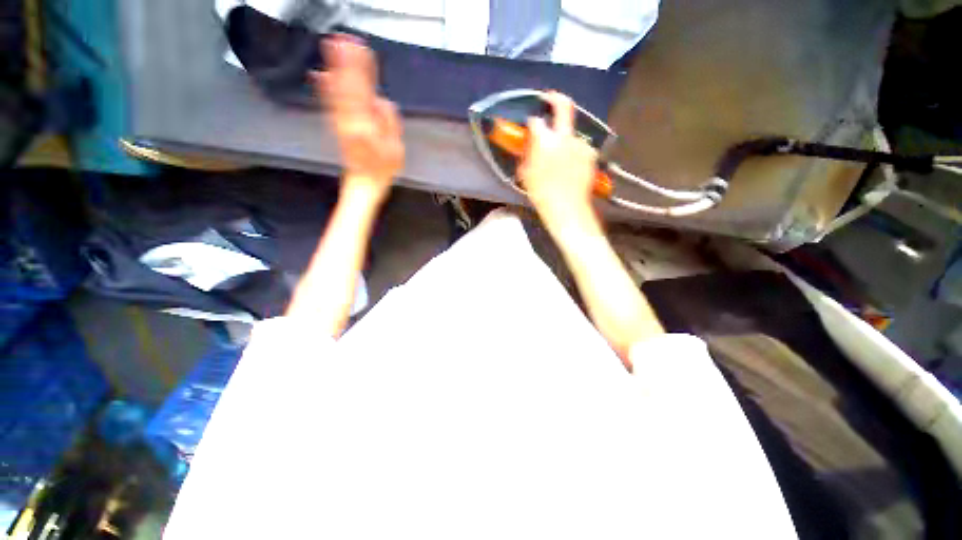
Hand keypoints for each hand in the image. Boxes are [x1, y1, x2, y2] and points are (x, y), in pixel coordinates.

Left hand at [313, 36, 403, 202]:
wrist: (364, 184)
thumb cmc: (383, 170)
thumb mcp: (396, 150)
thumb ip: (390, 123)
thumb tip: (381, 100)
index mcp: (366, 126)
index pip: (364, 91)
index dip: (362, 69)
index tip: (361, 49)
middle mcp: (350, 120)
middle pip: (348, 86)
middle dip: (346, 62)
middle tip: (344, 38)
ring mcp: (340, 122)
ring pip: (336, 91)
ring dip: (334, 68)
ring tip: (331, 46)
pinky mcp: (337, 125)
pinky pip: (330, 104)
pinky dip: (324, 88)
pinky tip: (319, 74)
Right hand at [518, 92, 598, 228]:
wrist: (567, 208)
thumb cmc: (541, 194)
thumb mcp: (526, 174)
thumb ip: (528, 153)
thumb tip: (529, 142)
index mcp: (546, 142)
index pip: (537, 121)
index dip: (533, 121)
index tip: (531, 123)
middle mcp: (566, 137)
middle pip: (564, 106)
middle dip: (555, 99)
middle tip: (549, 99)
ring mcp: (581, 144)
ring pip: (572, 134)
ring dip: (565, 139)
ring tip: (560, 156)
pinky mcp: (591, 154)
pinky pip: (580, 147)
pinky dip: (574, 152)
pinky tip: (571, 166)